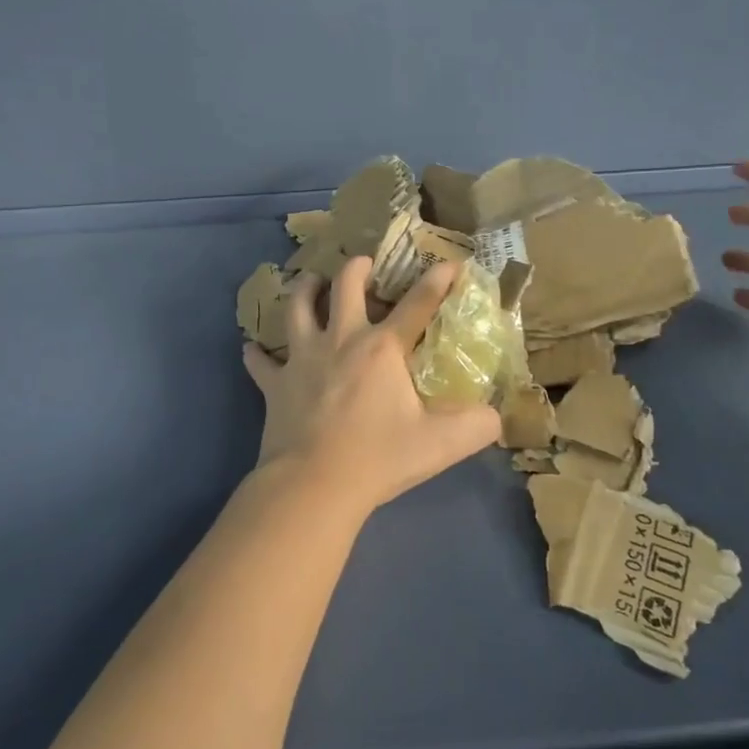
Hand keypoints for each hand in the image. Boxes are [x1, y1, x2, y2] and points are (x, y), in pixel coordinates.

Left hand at [243, 257, 502, 514]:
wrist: (314, 485)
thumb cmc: (379, 458)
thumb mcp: (442, 444)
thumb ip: (477, 426)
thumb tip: (495, 416)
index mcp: (382, 349)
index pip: (417, 304)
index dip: (437, 281)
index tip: (449, 262)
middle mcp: (340, 341)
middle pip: (345, 287)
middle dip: (357, 268)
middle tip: (364, 264)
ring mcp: (302, 359)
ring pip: (296, 308)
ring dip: (304, 290)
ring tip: (311, 283)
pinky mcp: (274, 384)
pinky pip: (260, 361)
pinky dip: (257, 354)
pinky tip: (253, 349)